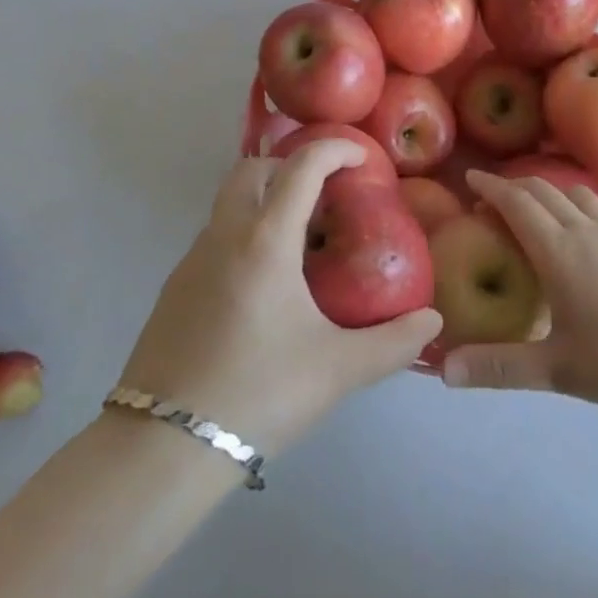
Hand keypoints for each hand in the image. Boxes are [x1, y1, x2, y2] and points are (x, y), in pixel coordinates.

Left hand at [117, 141, 440, 453]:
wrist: (165, 448)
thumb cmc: (259, 393)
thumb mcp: (338, 369)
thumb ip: (393, 342)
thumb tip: (432, 320)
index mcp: (265, 240)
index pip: (301, 166)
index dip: (334, 149)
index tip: (361, 157)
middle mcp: (224, 236)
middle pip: (252, 169)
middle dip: (290, 167)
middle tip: (324, 197)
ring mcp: (191, 260)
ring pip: (229, 204)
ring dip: (265, 203)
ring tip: (300, 248)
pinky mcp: (174, 288)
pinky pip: (215, 239)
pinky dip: (244, 237)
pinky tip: (264, 288)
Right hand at [442, 171, 597, 417]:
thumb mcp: (556, 370)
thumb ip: (499, 367)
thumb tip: (444, 370)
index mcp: (558, 251)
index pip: (517, 203)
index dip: (491, 187)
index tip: (470, 178)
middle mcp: (583, 230)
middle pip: (543, 190)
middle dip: (513, 186)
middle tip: (490, 199)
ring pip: (573, 193)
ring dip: (546, 189)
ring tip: (531, 206)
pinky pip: (595, 208)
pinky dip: (572, 203)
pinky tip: (577, 230)